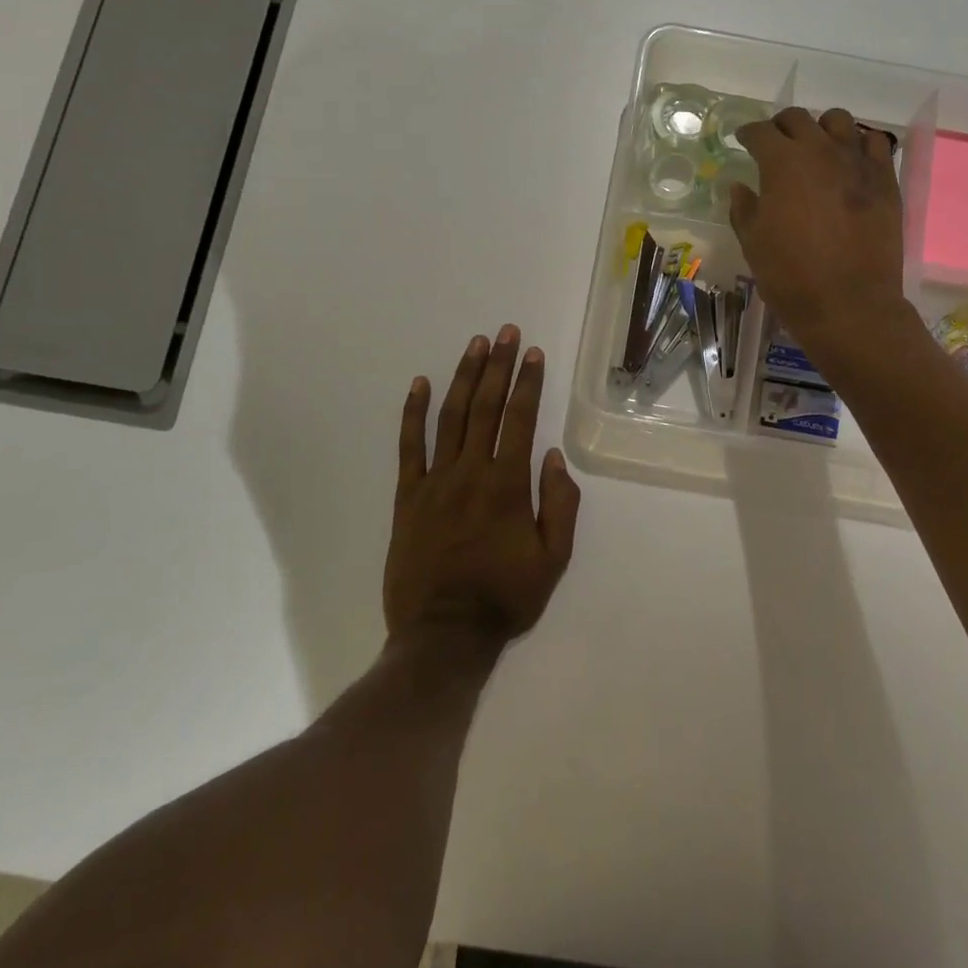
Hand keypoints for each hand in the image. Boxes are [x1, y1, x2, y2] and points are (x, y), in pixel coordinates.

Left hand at [385, 326, 580, 647]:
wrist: (442, 636)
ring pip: (450, 417)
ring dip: (464, 377)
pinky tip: (419, 383)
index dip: (528, 383)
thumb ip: (560, 505)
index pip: (520, 419)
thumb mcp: (553, 560)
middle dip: (499, 366)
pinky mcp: (407, 496)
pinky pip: (408, 446)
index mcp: (508, 485)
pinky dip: (412, 413)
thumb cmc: (504, 598)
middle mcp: (471, 472)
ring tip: (475, 345)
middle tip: (506, 332)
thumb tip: (554, 456)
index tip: (533, 353)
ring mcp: (435, 481)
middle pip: (486, 407)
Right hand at [731, 107, 907, 346]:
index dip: (748, 133)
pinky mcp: (885, 180)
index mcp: (782, 163)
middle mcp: (821, 151)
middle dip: (781, 126)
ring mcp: (858, 162)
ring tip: (816, 148)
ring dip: (821, 129)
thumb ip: (743, 208)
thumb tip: (740, 187)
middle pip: (798, 119)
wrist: (849, 305)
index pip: (760, 132)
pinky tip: (851, 162)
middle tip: (776, 144)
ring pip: (839, 121)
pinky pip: (875, 143)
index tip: (744, 141)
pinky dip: (859, 145)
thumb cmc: (791, 276)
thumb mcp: (753, 243)